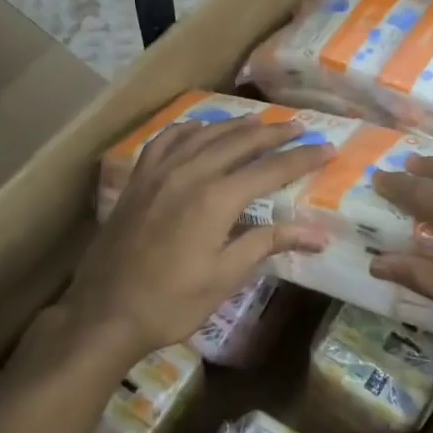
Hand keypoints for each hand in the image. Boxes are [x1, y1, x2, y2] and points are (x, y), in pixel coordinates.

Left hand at [57, 115, 332, 368]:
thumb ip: (268, 244)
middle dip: (273, 133)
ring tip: (258, 121)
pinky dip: (189, 129)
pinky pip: (167, 140)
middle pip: (240, 142)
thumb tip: (318, 234)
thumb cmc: (171, 302)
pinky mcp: (139, 179)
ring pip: (204, 134)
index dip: (302, 158)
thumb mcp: (225, 277)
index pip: (270, 169)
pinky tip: (199, 129)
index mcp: (217, 198)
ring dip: (235, 125)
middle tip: (299, 126)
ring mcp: (160, 171)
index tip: (327, 148)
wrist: (104, 311)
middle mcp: (190, 173)